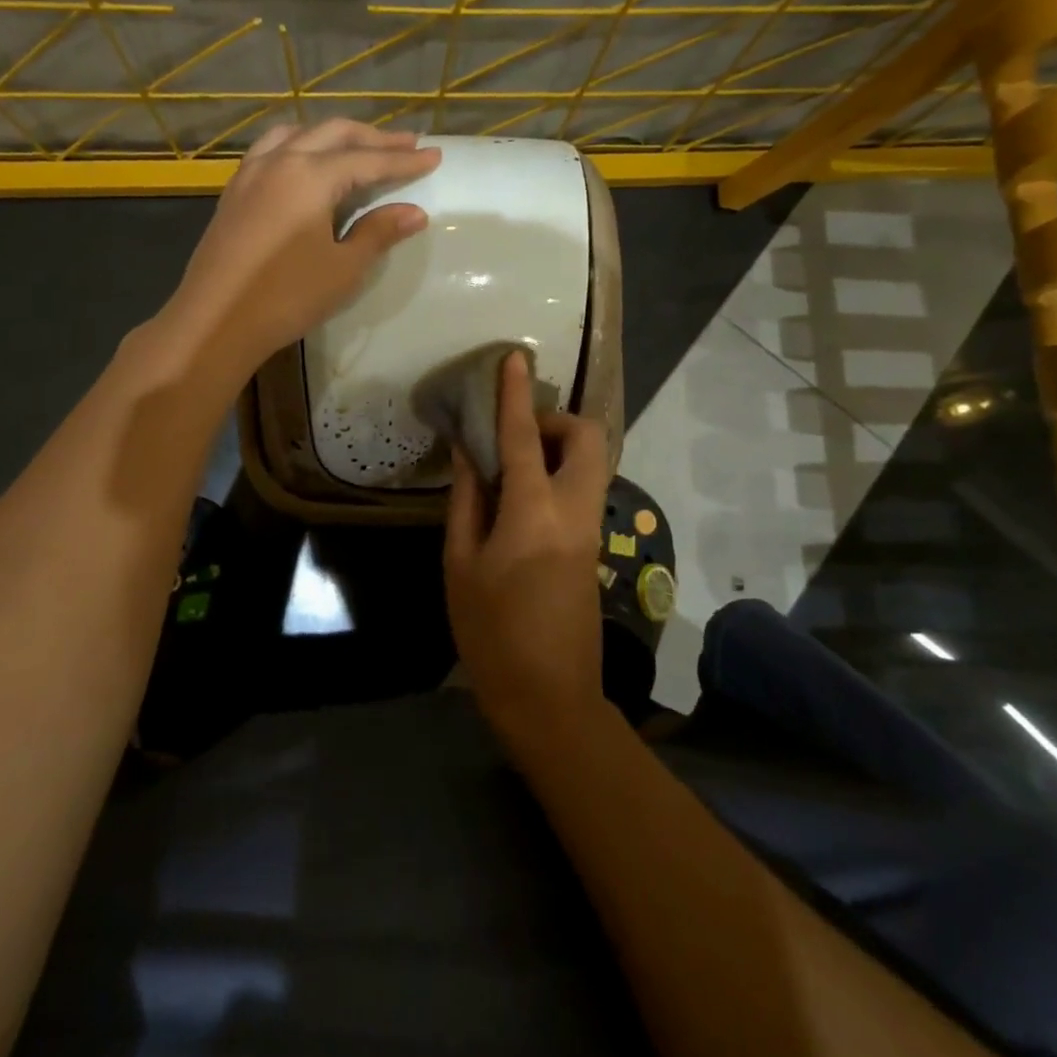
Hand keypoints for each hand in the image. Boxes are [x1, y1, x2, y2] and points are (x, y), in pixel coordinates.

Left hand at [166, 120, 440, 376]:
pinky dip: (300, 145)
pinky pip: (272, 149)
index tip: (434, 155)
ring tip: (358, 146)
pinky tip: (306, 163)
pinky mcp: (234, 191)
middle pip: (333, 134)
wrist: (215, 321)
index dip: (404, 160)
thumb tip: (414, 212)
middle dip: (373, 138)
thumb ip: (379, 232)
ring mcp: (251, 173)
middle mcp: (279, 160)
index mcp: (310, 175)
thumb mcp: (344, 268)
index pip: (368, 160)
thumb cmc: (287, 296)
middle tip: (406, 143)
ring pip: (298, 134)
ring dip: (333, 136)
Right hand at [445, 350, 611, 758]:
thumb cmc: (491, 633)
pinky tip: (522, 495)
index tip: (515, 358)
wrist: (550, 697)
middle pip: (587, 438)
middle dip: (555, 420)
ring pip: (592, 461)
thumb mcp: (461, 564)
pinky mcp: (595, 545)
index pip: (524, 437)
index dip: (516, 394)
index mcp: (534, 513)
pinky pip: (584, 487)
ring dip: (558, 445)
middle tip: (513, 435)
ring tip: (512, 464)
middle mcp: (574, 510)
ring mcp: (592, 528)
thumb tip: (468, 452)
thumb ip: (467, 500)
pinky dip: (559, 472)